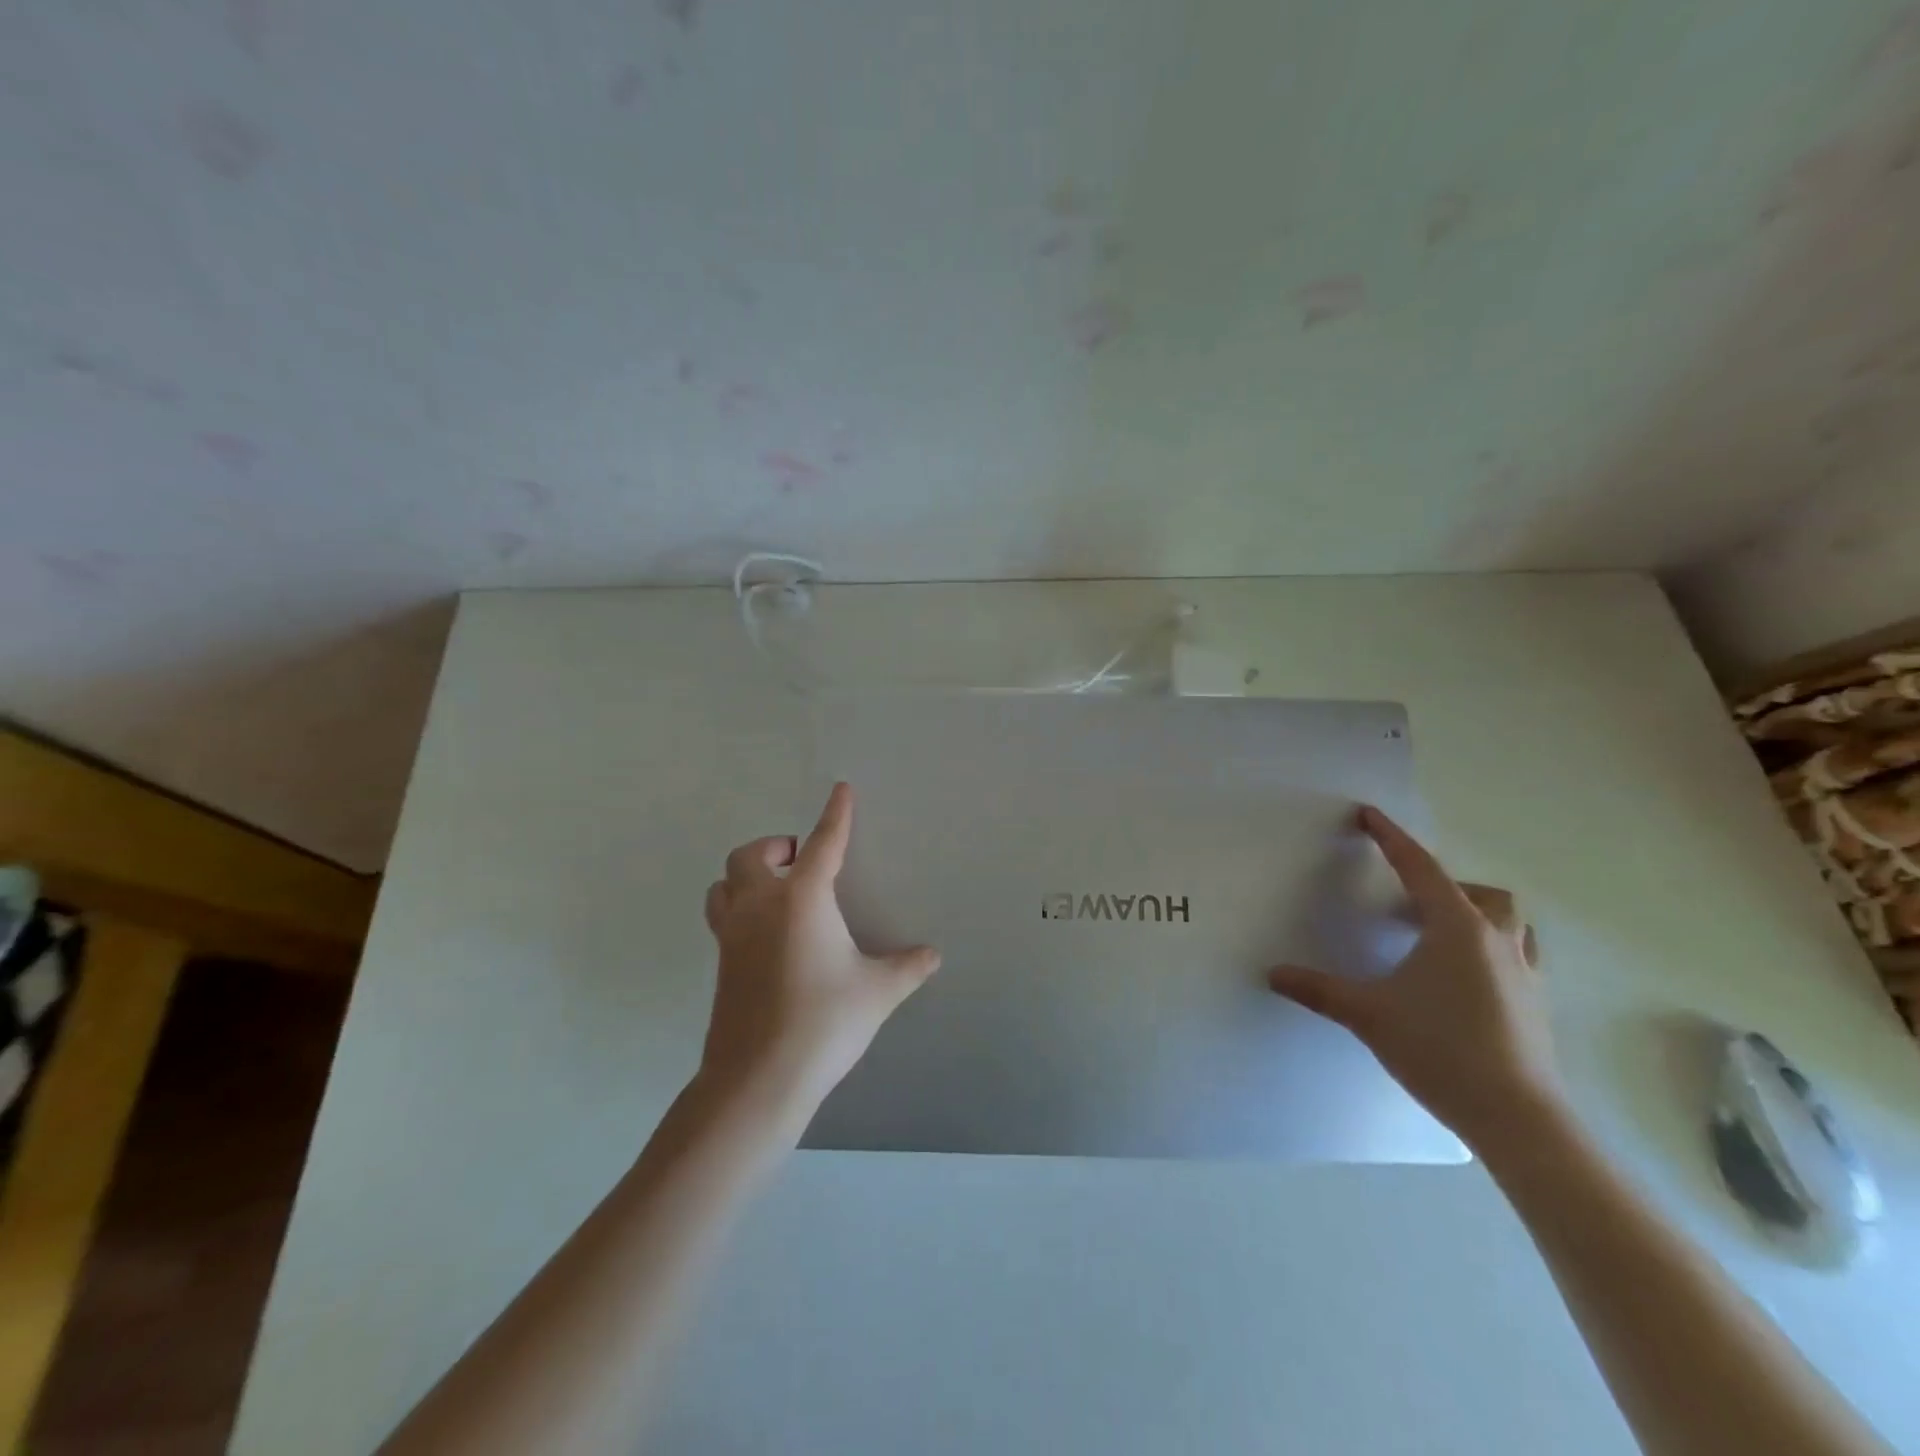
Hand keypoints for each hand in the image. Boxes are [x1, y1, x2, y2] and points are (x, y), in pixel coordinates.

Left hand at [699, 783, 940, 1119]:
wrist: (759, 1078)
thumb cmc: (824, 1022)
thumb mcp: (878, 992)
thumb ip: (907, 967)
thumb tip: (932, 955)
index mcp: (802, 899)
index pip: (822, 843)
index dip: (835, 815)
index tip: (840, 790)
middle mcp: (760, 906)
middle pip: (750, 855)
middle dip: (776, 847)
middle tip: (801, 860)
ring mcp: (732, 935)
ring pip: (724, 883)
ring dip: (746, 875)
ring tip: (776, 890)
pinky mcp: (720, 963)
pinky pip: (722, 916)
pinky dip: (738, 906)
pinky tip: (766, 934)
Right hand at [1267, 806, 1565, 1152]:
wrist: (1517, 1118)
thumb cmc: (1440, 1049)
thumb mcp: (1367, 1014)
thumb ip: (1318, 989)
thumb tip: (1273, 973)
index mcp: (1456, 928)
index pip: (1419, 868)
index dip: (1391, 839)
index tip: (1369, 815)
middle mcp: (1496, 941)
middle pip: (1480, 892)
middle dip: (1444, 885)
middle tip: (1407, 902)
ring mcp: (1524, 973)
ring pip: (1509, 923)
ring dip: (1476, 915)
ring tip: (1438, 936)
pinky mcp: (1536, 1005)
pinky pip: (1517, 956)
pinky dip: (1490, 951)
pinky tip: (1463, 980)